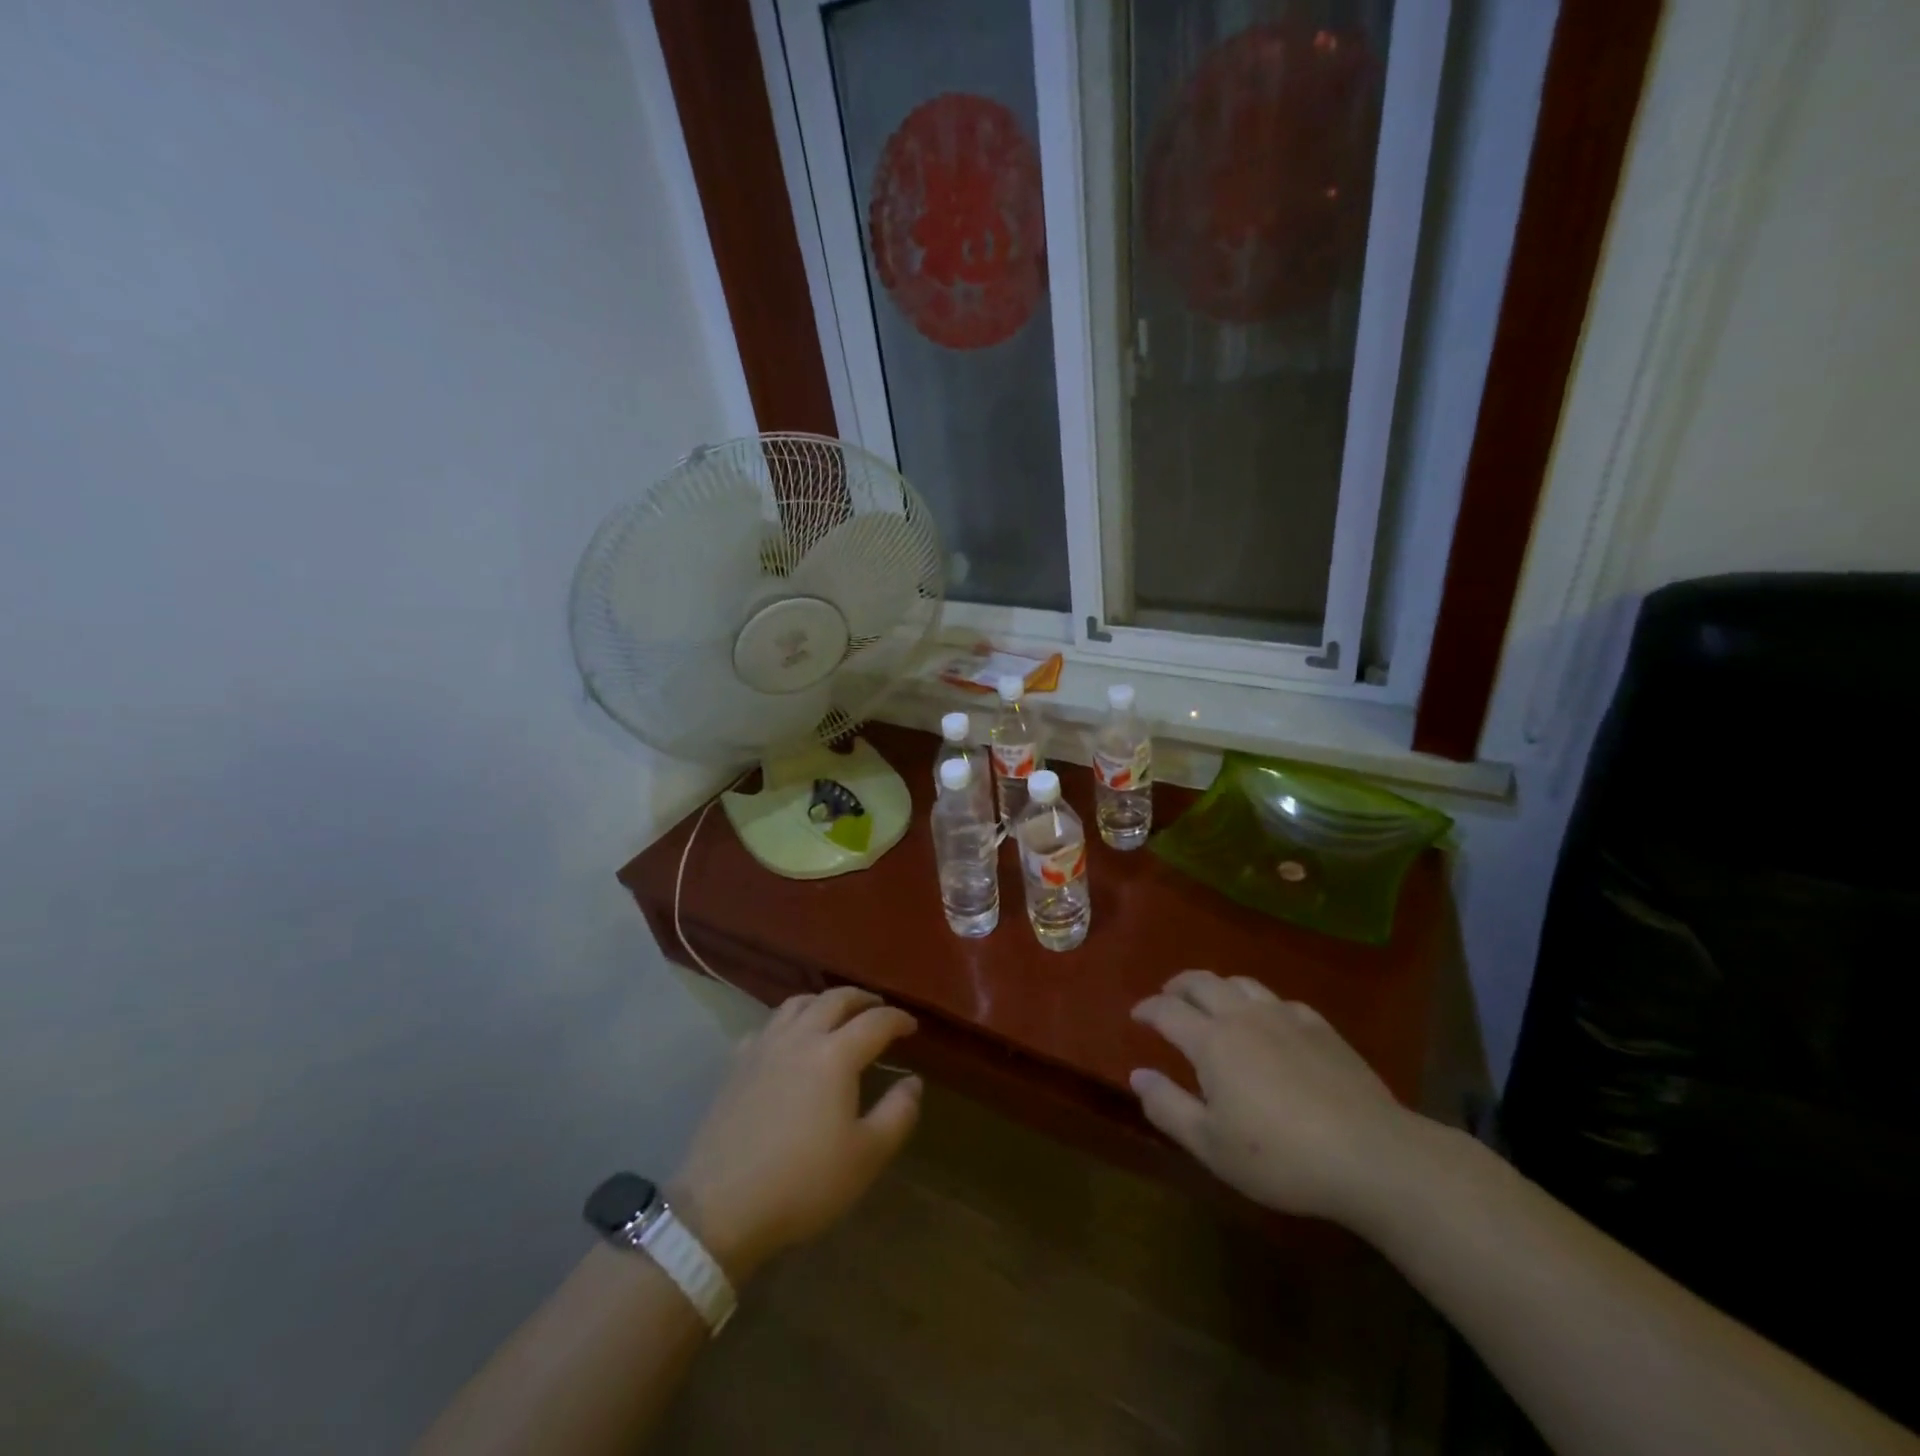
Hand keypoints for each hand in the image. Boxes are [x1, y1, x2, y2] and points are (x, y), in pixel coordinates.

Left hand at [667, 987, 920, 1282]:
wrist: (720, 1207)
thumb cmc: (802, 1183)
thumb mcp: (866, 1156)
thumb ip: (898, 1113)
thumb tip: (913, 1081)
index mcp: (835, 1055)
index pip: (875, 1022)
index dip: (898, 1019)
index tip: (912, 1027)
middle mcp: (800, 1037)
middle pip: (835, 999)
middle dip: (862, 999)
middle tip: (878, 1009)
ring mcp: (763, 1047)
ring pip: (798, 1003)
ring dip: (824, 1001)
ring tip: (837, 1014)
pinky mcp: (736, 1064)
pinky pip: (768, 1025)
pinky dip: (788, 1021)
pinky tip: (790, 1039)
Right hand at [1129, 970, 1422, 1225]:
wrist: (1372, 1155)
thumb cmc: (1281, 1157)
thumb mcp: (1211, 1145)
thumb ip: (1167, 1107)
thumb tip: (1137, 1075)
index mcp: (1212, 1041)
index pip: (1167, 1010)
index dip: (1147, 1009)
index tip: (1136, 1015)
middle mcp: (1243, 1016)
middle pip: (1202, 983)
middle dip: (1178, 987)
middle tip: (1167, 997)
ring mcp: (1286, 1017)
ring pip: (1241, 983)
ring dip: (1217, 987)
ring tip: (1212, 1002)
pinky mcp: (1321, 1028)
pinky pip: (1280, 1001)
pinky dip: (1260, 1003)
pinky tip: (1269, 1022)